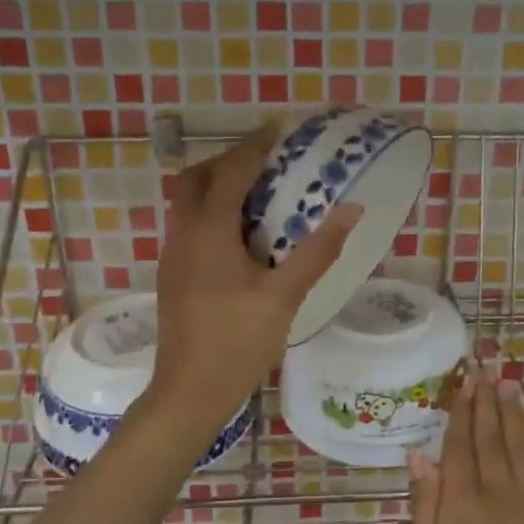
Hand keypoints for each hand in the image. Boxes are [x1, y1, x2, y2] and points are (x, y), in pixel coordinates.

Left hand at [150, 126, 360, 430]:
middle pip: (196, 179)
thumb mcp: (285, 296)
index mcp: (208, 232)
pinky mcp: (172, 276)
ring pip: (186, 203)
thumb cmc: (238, 342)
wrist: (188, 392)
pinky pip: (188, 226)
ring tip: (257, 195)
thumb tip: (352, 209)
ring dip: (216, 187)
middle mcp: (183, 234)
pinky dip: (210, 213)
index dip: (253, 147)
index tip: (278, 131)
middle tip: (264, 162)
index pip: (229, 172)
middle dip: (227, 161)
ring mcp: (172, 256)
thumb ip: (317, 250)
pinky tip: (240, 237)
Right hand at [410, 366, 523, 523]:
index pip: (458, 447)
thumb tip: (419, 456)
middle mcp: (498, 494)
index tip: (462, 381)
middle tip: (483, 367)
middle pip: (490, 438)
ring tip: (507, 381)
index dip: (459, 412)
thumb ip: (425, 509)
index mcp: (462, 507)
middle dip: (485, 401)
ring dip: (513, 411)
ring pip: (521, 446)